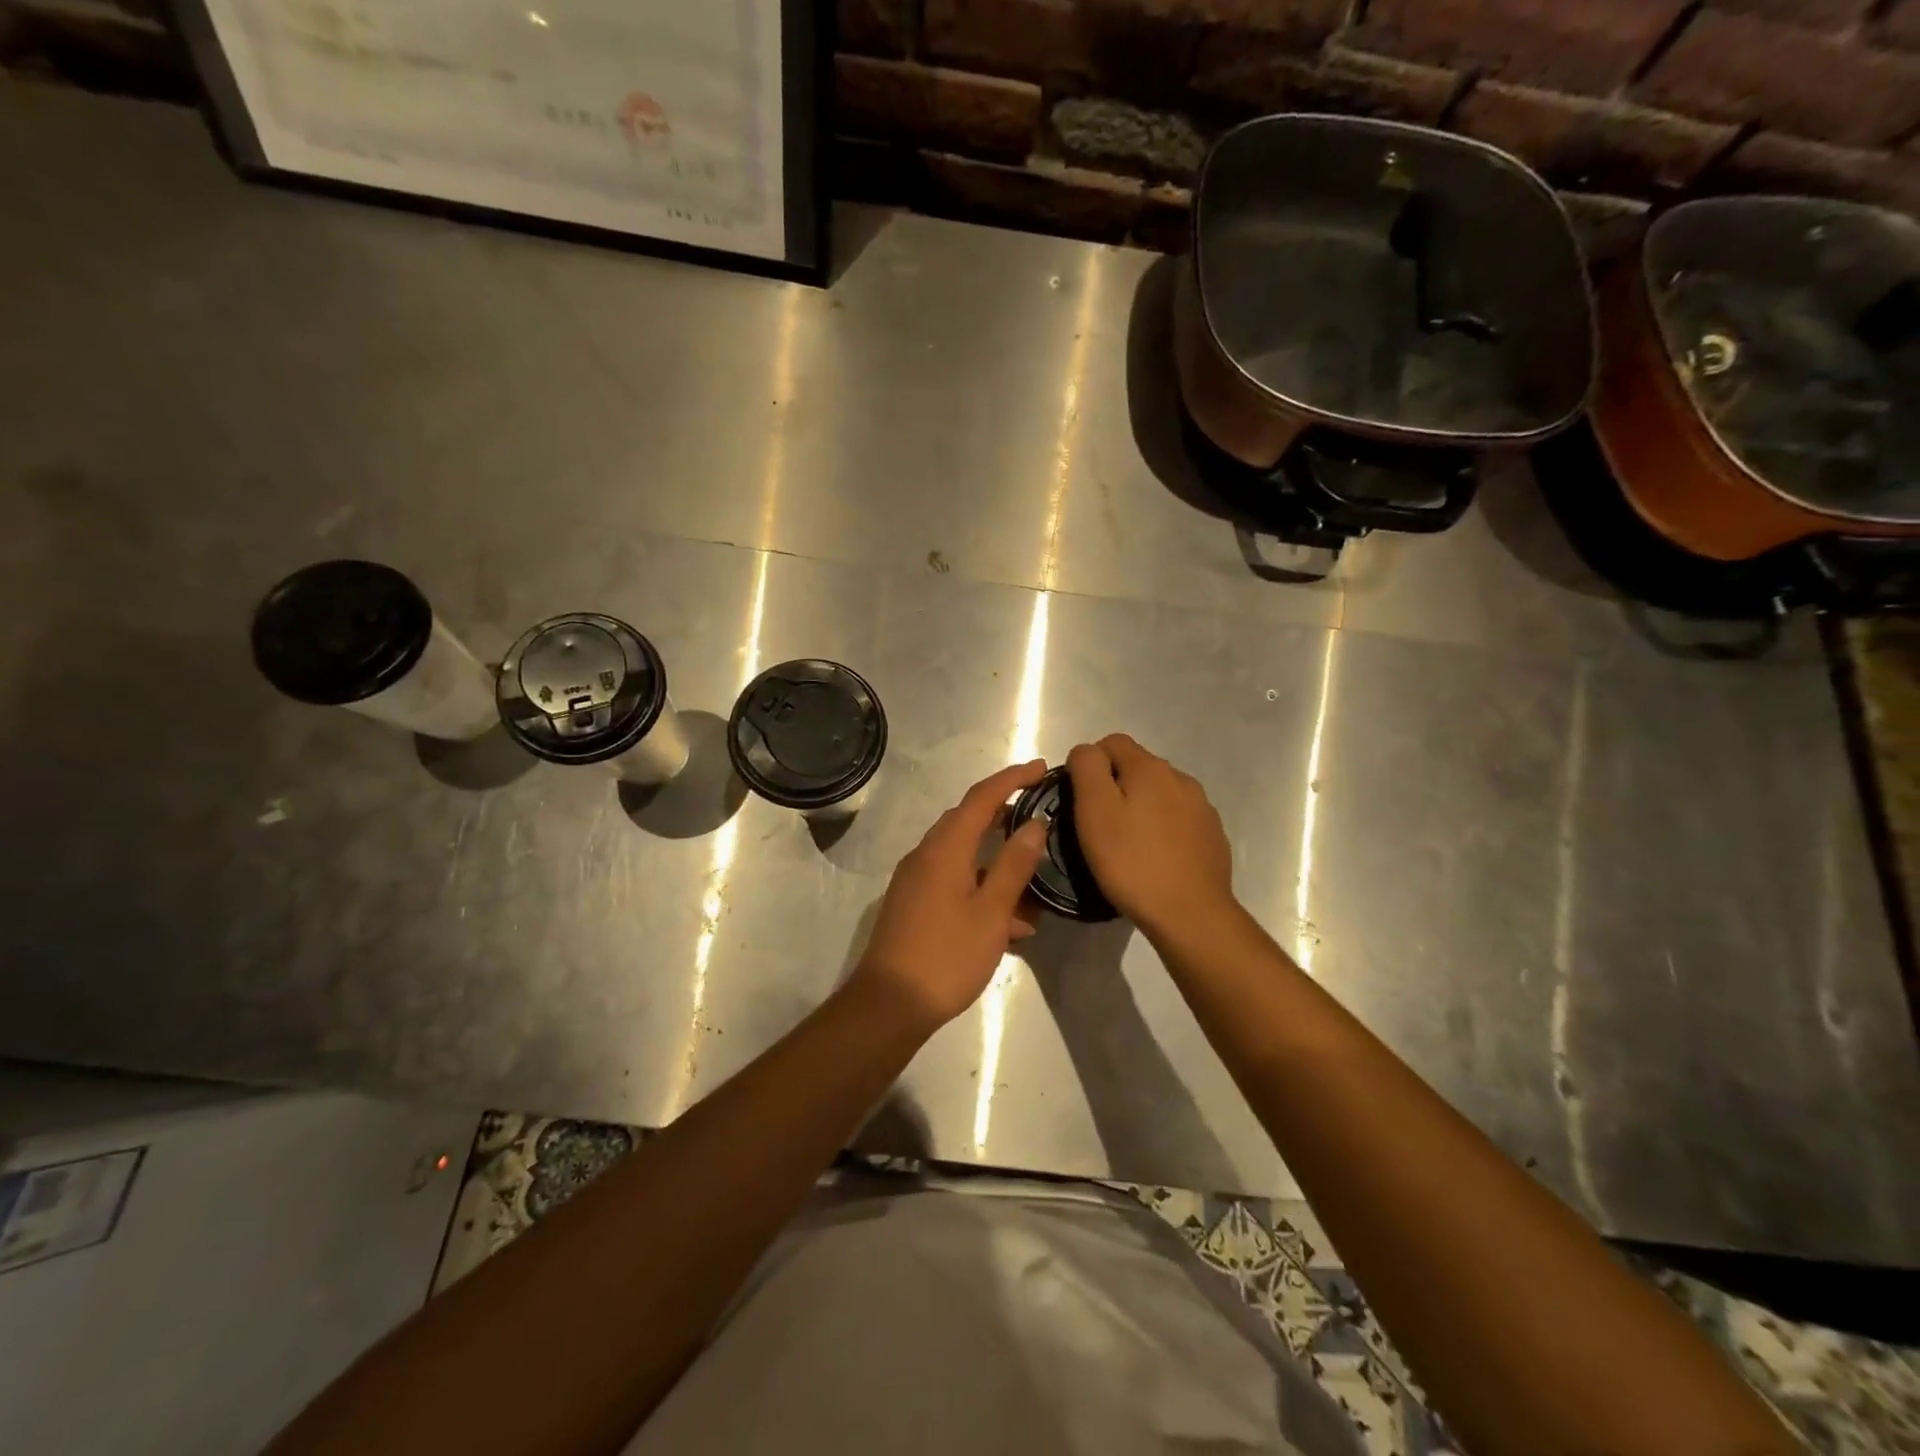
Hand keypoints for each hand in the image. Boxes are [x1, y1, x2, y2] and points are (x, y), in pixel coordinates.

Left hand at [849, 761, 1050, 1032]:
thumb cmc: (946, 956)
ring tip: (1035, 881)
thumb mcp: (991, 913)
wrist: (889, 1004)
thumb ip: (1014, 865)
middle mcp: (926, 854)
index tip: (1041, 768)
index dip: (1012, 778)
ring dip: (998, 860)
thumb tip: (1035, 824)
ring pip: (964, 855)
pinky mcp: (914, 903)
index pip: (981, 797)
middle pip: (969, 820)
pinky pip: (954, 881)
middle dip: (1006, 814)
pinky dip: (982, 887)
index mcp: (945, 848)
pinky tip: (1012, 922)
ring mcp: (916, 879)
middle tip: (1041, 816)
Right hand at [1066, 734, 1235, 940]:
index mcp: (1150, 767)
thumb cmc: (1132, 862)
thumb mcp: (1094, 811)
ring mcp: (1201, 807)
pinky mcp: (1212, 834)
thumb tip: (1087, 751)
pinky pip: (1179, 818)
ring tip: (1127, 843)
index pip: (1112, 742)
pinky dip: (1163, 829)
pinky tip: (1155, 857)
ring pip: (1160, 793)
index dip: (1090, 763)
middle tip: (1100, 825)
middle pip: (1137, 766)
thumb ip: (1087, 768)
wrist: (1190, 913)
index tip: (1080, 798)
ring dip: (1141, 807)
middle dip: (1116, 786)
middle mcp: (1180, 778)